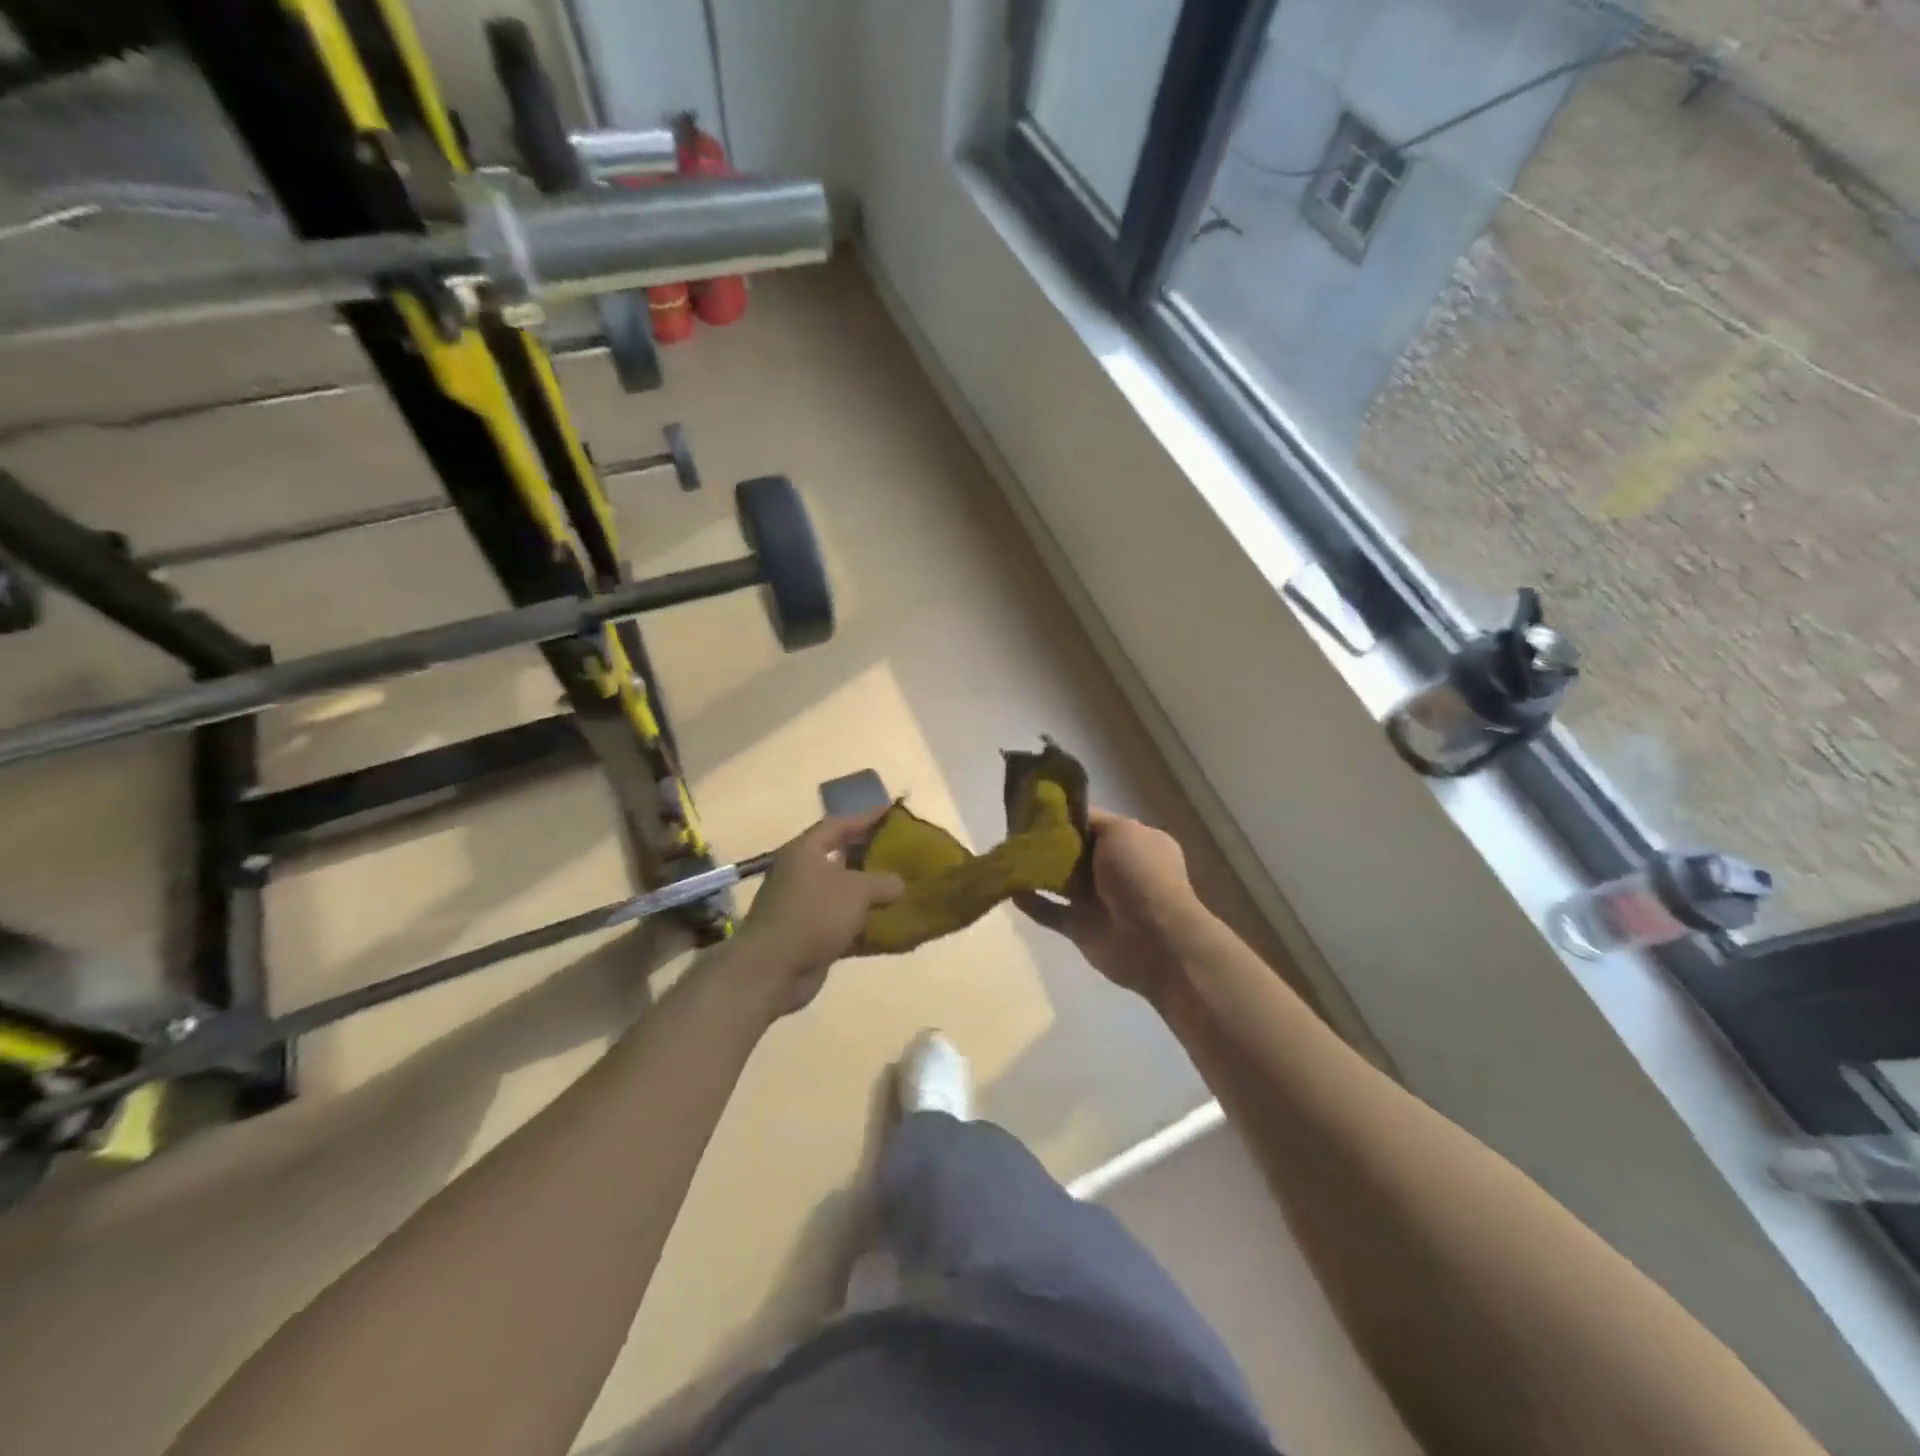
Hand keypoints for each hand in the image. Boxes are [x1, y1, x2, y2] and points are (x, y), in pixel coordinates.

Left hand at [733, 808, 904, 1016]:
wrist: (773, 970)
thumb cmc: (813, 914)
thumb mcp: (856, 890)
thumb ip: (883, 882)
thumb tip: (899, 884)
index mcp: (806, 851)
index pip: (838, 825)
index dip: (865, 818)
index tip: (891, 814)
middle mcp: (802, 874)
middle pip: (841, 858)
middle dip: (871, 857)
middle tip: (902, 853)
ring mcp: (805, 907)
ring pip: (844, 894)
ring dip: (871, 895)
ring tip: (903, 890)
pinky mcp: (811, 936)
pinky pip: (845, 925)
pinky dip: (867, 927)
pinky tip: (893, 931)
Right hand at [1018, 809, 1212, 1003]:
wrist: (1156, 941)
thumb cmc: (1141, 875)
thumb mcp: (1122, 831)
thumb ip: (1092, 821)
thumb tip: (1067, 816)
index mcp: (1133, 843)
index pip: (1094, 824)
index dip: (1067, 817)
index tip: (1035, 809)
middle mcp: (1116, 869)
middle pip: (1074, 851)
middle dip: (1047, 842)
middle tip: (1014, 832)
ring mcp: (1098, 900)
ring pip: (1060, 881)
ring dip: (1036, 871)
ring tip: (1007, 857)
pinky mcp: (1081, 928)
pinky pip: (1051, 912)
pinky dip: (1032, 902)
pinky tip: (1010, 889)